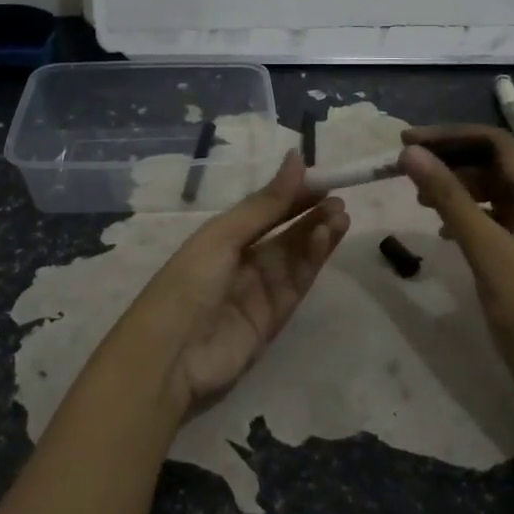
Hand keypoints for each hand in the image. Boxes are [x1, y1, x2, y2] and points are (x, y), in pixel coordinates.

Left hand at [133, 152, 348, 412]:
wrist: (172, 355)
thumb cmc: (189, 282)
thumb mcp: (224, 236)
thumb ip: (265, 203)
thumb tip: (296, 158)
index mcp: (223, 236)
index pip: (265, 209)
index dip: (293, 194)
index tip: (322, 179)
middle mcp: (243, 259)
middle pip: (284, 232)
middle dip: (311, 214)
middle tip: (339, 199)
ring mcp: (260, 289)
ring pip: (296, 255)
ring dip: (318, 234)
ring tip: (341, 215)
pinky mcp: (275, 316)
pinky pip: (298, 281)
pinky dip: (313, 260)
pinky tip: (327, 238)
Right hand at [398, 125, 513, 408]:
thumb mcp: (486, 251)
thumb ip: (449, 198)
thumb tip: (411, 152)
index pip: (496, 144)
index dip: (450, 136)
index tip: (407, 141)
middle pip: (493, 163)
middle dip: (449, 161)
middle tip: (405, 167)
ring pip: (490, 190)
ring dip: (455, 187)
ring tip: (418, 196)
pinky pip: (492, 217)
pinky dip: (465, 214)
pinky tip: (442, 230)